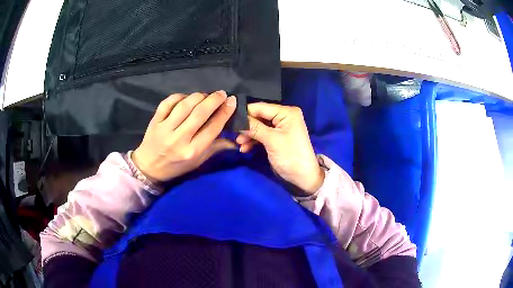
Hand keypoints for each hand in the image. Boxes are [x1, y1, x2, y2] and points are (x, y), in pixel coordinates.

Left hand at [132, 91, 236, 181]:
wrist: (148, 168)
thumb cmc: (176, 167)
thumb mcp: (198, 162)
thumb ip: (216, 148)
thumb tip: (235, 140)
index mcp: (192, 151)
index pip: (213, 127)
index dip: (225, 112)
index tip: (232, 101)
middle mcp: (179, 139)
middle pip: (200, 113)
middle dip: (214, 100)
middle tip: (221, 94)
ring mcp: (165, 129)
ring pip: (185, 105)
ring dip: (198, 96)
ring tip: (205, 95)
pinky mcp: (155, 121)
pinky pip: (168, 102)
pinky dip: (179, 96)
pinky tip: (186, 97)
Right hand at [236, 103, 323, 194]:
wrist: (303, 178)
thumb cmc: (290, 156)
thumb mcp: (272, 140)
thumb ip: (254, 127)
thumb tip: (235, 119)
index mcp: (286, 112)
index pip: (261, 107)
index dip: (244, 112)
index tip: (228, 119)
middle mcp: (283, 116)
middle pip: (259, 116)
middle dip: (246, 126)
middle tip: (232, 134)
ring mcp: (280, 128)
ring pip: (258, 127)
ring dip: (248, 135)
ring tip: (239, 144)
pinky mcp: (276, 138)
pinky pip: (261, 135)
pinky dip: (253, 141)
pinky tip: (244, 149)